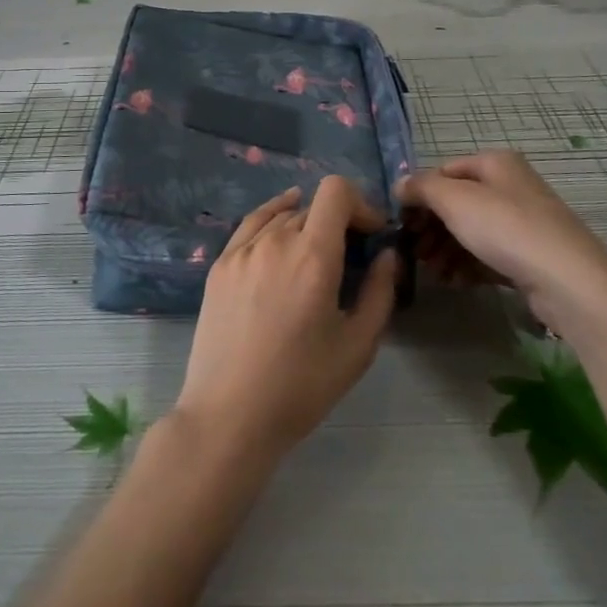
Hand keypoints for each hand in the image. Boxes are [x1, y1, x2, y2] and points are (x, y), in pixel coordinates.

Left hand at [174, 178, 399, 465]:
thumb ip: (380, 292)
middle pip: (312, 207)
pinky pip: (251, 227)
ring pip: (282, 216)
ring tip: (313, 255)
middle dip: (337, 222)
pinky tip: (279, 233)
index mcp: (313, 255)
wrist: (228, 415)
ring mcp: (241, 251)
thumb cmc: (301, 386)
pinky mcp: (219, 265)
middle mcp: (275, 241)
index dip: (360, 204)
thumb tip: (387, 254)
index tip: (371, 235)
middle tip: (349, 257)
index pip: (336, 191)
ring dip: (305, 225)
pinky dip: (271, 220)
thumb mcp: (357, 346)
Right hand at [396, 151, 606, 321]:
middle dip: (431, 228)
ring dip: (445, 251)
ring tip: (433, 273)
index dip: (419, 195)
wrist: (567, 280)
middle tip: (414, 253)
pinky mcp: (529, 256)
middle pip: (457, 203)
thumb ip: (421, 188)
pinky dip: (467, 266)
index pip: (443, 172)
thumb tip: (400, 184)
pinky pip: (488, 255)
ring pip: (471, 232)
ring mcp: (522, 223)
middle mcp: (509, 187)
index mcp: (495, 164)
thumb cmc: (505, 228)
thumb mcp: (454, 200)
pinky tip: (455, 283)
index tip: (401, 223)